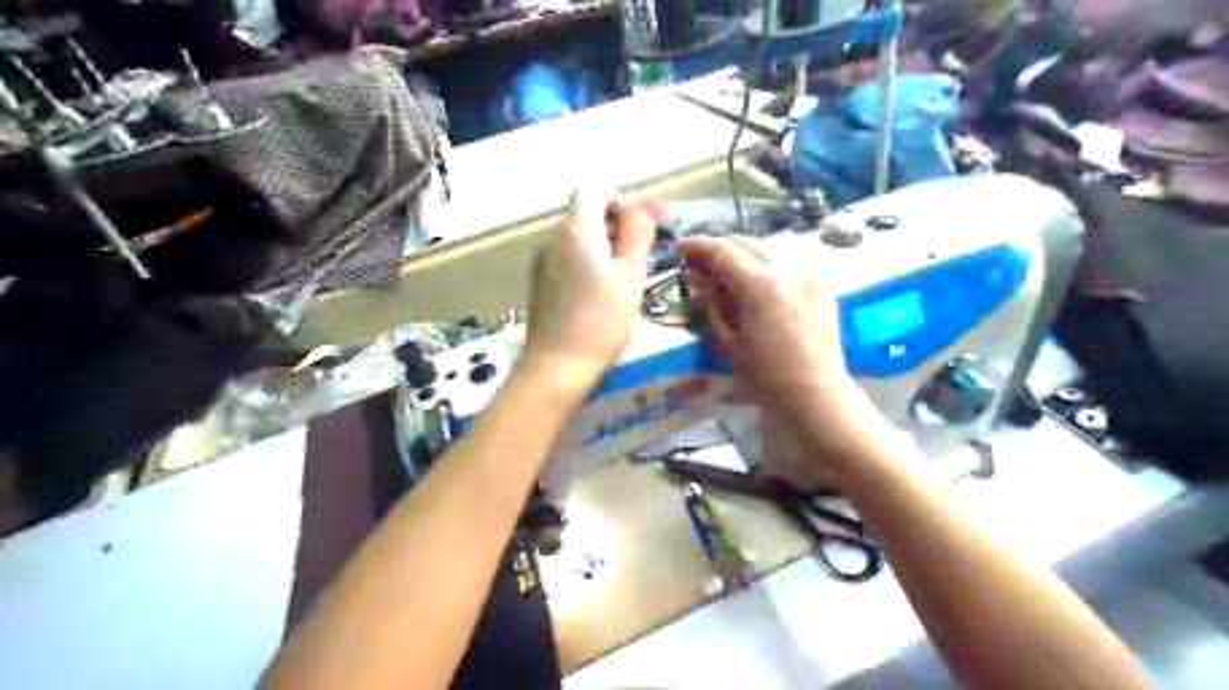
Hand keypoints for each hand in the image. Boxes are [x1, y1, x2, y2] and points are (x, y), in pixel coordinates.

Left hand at [524, 188, 668, 398]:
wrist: (556, 366)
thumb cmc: (601, 322)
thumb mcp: (630, 277)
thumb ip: (637, 236)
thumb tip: (644, 206)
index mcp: (576, 230)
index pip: (594, 190)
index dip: (619, 202)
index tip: (638, 230)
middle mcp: (552, 237)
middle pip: (583, 212)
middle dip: (613, 226)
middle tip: (638, 257)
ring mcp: (541, 260)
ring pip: (575, 237)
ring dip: (601, 246)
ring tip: (622, 280)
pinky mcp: (539, 281)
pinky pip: (565, 258)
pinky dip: (585, 263)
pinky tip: (598, 294)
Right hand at [681, 236, 862, 428]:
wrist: (815, 396)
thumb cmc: (764, 377)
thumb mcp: (727, 340)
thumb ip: (710, 301)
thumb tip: (695, 274)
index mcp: (759, 284)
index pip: (721, 250)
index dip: (697, 245)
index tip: (680, 249)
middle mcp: (786, 268)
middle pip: (745, 243)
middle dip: (720, 249)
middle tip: (701, 265)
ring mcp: (808, 274)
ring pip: (767, 249)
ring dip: (743, 256)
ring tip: (728, 276)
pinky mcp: (822, 285)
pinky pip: (788, 263)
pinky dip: (768, 266)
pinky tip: (759, 286)